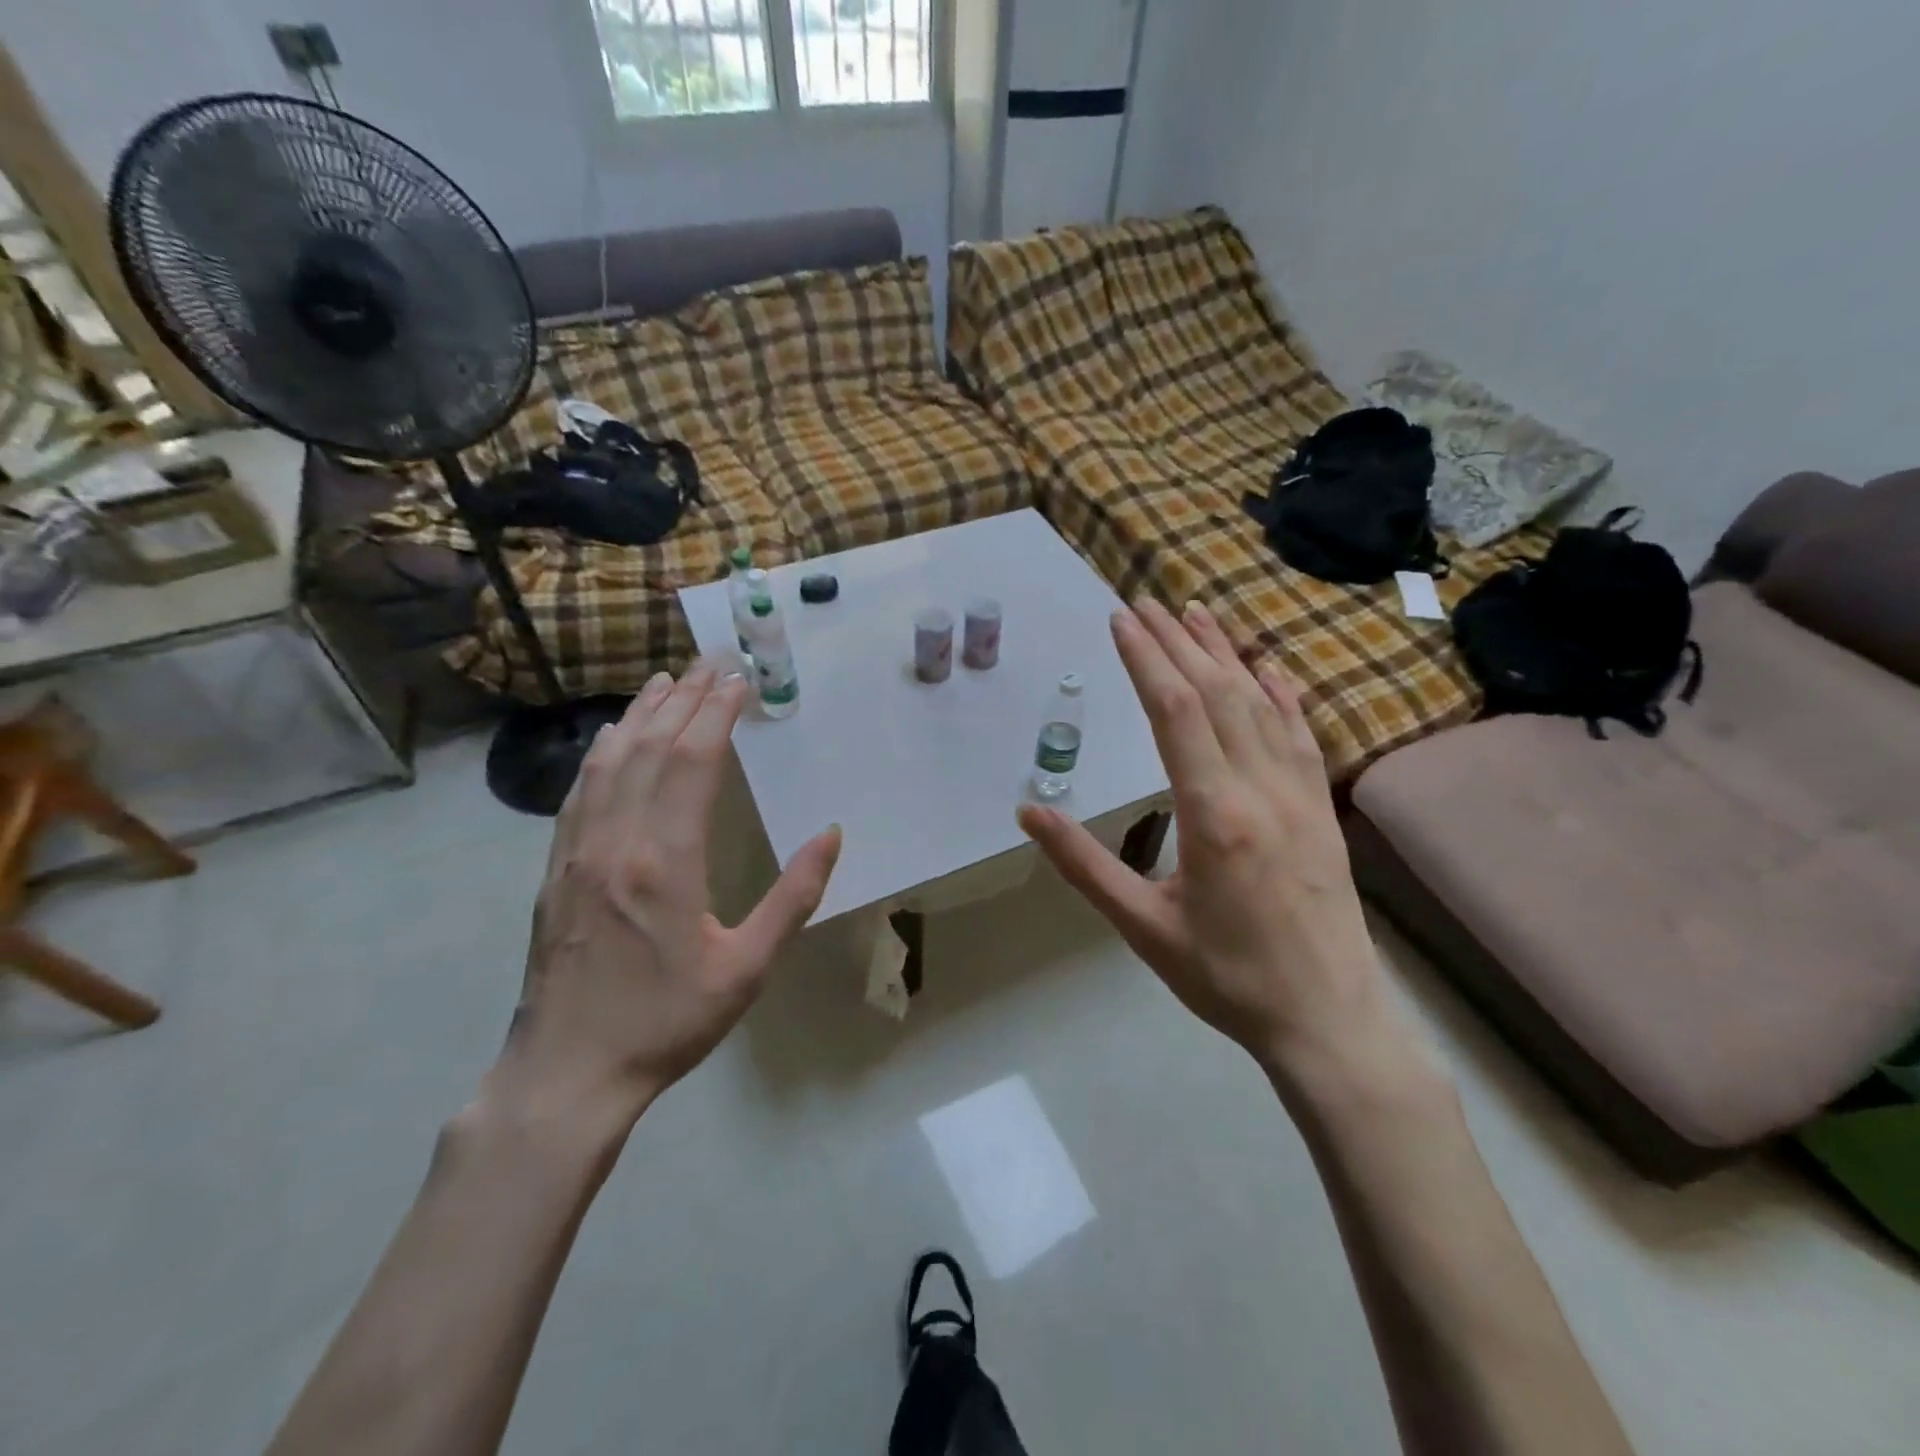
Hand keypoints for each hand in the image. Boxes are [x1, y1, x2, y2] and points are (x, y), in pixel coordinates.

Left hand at [500, 663, 841, 1125]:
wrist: (566, 1072)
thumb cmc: (666, 1022)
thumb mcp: (747, 968)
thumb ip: (793, 897)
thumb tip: (830, 835)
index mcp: (665, 862)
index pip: (693, 762)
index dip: (716, 714)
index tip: (739, 681)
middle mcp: (616, 841)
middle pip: (650, 748)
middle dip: (684, 699)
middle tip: (711, 663)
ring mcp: (577, 852)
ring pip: (609, 762)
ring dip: (640, 715)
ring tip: (665, 681)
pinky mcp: (556, 868)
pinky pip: (580, 791)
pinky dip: (602, 752)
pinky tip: (613, 738)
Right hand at [1018, 600, 1411, 1080]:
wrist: (1328, 1018)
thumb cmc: (1225, 977)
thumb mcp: (1141, 926)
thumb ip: (1084, 864)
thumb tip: (1028, 812)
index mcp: (1213, 814)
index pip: (1176, 712)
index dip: (1147, 659)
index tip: (1122, 620)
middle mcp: (1261, 789)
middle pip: (1217, 694)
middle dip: (1179, 643)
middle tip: (1147, 603)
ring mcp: (1300, 795)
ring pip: (1261, 705)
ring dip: (1227, 655)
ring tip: (1199, 614)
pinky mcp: (1321, 809)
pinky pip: (1301, 736)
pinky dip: (1281, 695)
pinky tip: (1268, 669)